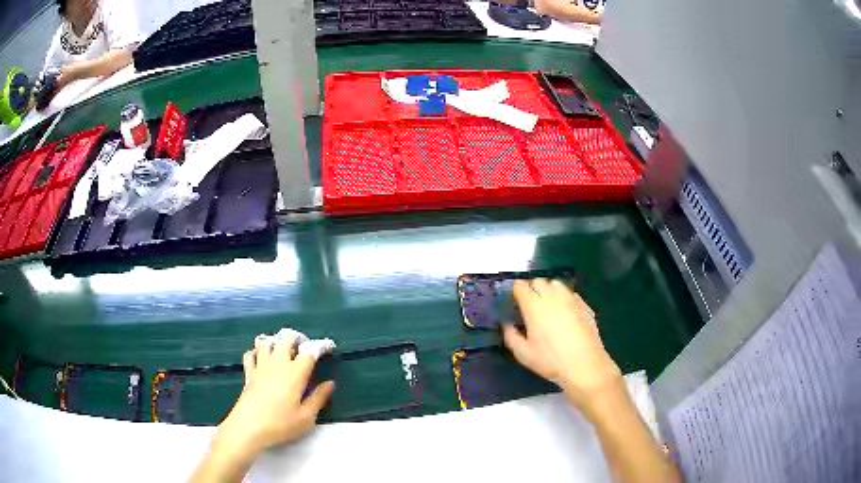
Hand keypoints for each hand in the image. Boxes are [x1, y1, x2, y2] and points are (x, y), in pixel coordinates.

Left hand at [213, 335, 334, 459]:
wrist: (248, 427)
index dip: (320, 347)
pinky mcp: (248, 373)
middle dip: (297, 339)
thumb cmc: (281, 424)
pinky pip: (251, 354)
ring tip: (283, 352)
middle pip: (286, 339)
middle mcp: (277, 363)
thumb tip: (330, 384)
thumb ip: (319, 398)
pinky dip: (257, 352)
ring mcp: (260, 366)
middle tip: (304, 349)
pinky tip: (262, 360)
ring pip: (267, 342)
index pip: (310, 352)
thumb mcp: (306, 417)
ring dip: (276, 343)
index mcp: (295, 373)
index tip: (329, 348)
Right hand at [502, 279, 621, 419]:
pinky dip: (565, 299)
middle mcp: (553, 297)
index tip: (514, 299)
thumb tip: (507, 325)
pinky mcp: (585, 306)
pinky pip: (571, 295)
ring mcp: (571, 299)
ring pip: (557, 284)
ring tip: (548, 306)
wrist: (584, 365)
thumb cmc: (550, 360)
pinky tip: (565, 314)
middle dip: (532, 288)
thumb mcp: (523, 354)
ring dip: (549, 290)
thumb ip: (511, 336)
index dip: (515, 290)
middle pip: (539, 281)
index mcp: (534, 306)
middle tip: (529, 304)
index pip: (521, 286)